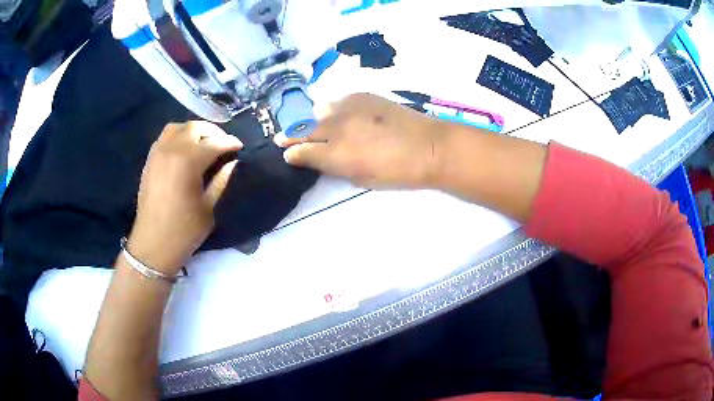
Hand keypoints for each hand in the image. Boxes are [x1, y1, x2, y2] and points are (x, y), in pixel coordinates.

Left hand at [127, 121, 242, 274]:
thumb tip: (232, 162)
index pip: (214, 142)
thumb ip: (221, 180)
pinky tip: (185, 149)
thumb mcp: (208, 207)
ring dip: (193, 131)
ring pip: (178, 127)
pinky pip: (165, 137)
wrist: (152, 245)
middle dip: (213, 132)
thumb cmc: (183, 231)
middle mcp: (171, 150)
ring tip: (203, 143)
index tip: (240, 147)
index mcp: (188, 162)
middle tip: (224, 144)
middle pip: (195, 128)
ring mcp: (158, 153)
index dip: (230, 143)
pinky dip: (178, 137)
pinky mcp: (150, 160)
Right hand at [278, 93, 445, 188]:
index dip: (292, 153)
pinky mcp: (362, 95)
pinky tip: (335, 113)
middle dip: (290, 135)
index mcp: (336, 154)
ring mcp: (348, 107)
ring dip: (310, 119)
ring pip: (318, 111)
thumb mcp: (362, 179)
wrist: (430, 146)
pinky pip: (337, 100)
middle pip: (304, 129)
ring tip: (309, 124)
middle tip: (281, 137)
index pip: (303, 152)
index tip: (285, 153)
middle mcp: (336, 127)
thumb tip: (321, 159)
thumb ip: (336, 167)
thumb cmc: (398, 172)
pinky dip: (331, 108)